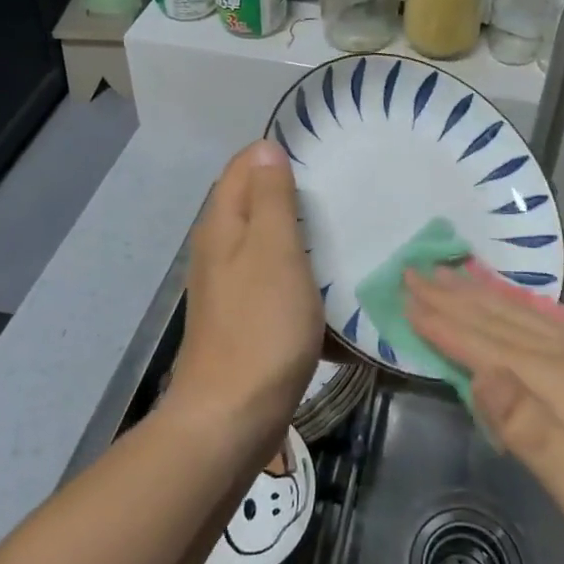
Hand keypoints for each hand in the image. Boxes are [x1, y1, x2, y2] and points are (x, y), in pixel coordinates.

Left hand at [166, 142, 323, 439]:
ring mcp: (230, 285)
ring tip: (344, 229)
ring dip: (301, 235)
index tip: (323, 154)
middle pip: (255, 202)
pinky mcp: (244, 317)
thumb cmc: (260, 326)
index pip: (244, 165)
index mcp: (222, 225)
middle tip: (342, 190)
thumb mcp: (274, 251)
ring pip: (267, 242)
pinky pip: (275, 279)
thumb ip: (271, 198)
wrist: (232, 417)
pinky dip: (300, 274)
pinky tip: (328, 283)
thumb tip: (265, 147)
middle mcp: (219, 248)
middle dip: (293, 192)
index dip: (277, 153)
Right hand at [406, 268, 563, 563]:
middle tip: (411, 270)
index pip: (486, 347)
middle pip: (501, 321)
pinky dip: (516, 308)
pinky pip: (546, 325)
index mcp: (563, 386)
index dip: (443, 323)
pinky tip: (511, 306)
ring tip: (448, 275)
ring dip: (480, 296)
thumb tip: (480, 374)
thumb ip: (533, 433)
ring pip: (523, 317)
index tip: (402, 297)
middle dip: (453, 297)